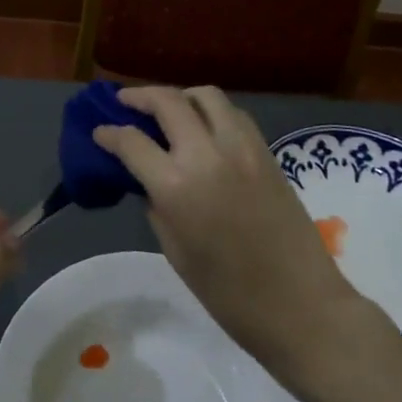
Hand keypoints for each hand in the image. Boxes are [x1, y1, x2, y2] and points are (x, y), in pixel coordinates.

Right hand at [95, 87, 387, 390]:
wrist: (302, 306)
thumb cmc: (230, 294)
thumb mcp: (176, 251)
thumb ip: (156, 204)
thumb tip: (147, 179)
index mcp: (176, 186)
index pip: (132, 142)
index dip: (109, 134)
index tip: (98, 132)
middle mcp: (206, 154)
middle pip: (167, 102)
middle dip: (139, 97)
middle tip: (124, 102)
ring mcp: (241, 147)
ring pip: (205, 96)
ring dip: (179, 96)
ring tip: (167, 108)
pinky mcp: (266, 151)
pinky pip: (233, 114)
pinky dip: (211, 111)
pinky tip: (204, 126)